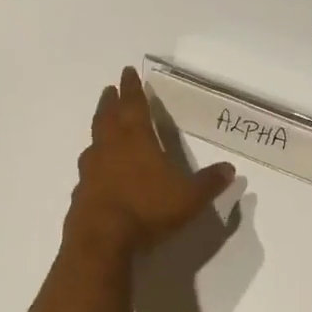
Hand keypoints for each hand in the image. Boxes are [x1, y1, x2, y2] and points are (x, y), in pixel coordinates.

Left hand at [65, 66, 235, 259]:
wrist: (101, 239)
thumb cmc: (147, 209)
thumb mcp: (189, 197)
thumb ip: (209, 182)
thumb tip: (230, 169)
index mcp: (135, 139)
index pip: (133, 105)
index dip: (132, 88)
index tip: (127, 72)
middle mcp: (110, 147)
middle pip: (108, 116)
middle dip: (111, 101)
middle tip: (110, 89)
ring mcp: (91, 169)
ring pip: (94, 140)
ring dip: (99, 128)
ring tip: (103, 125)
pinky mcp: (80, 191)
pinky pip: (88, 169)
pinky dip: (94, 162)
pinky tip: (97, 171)